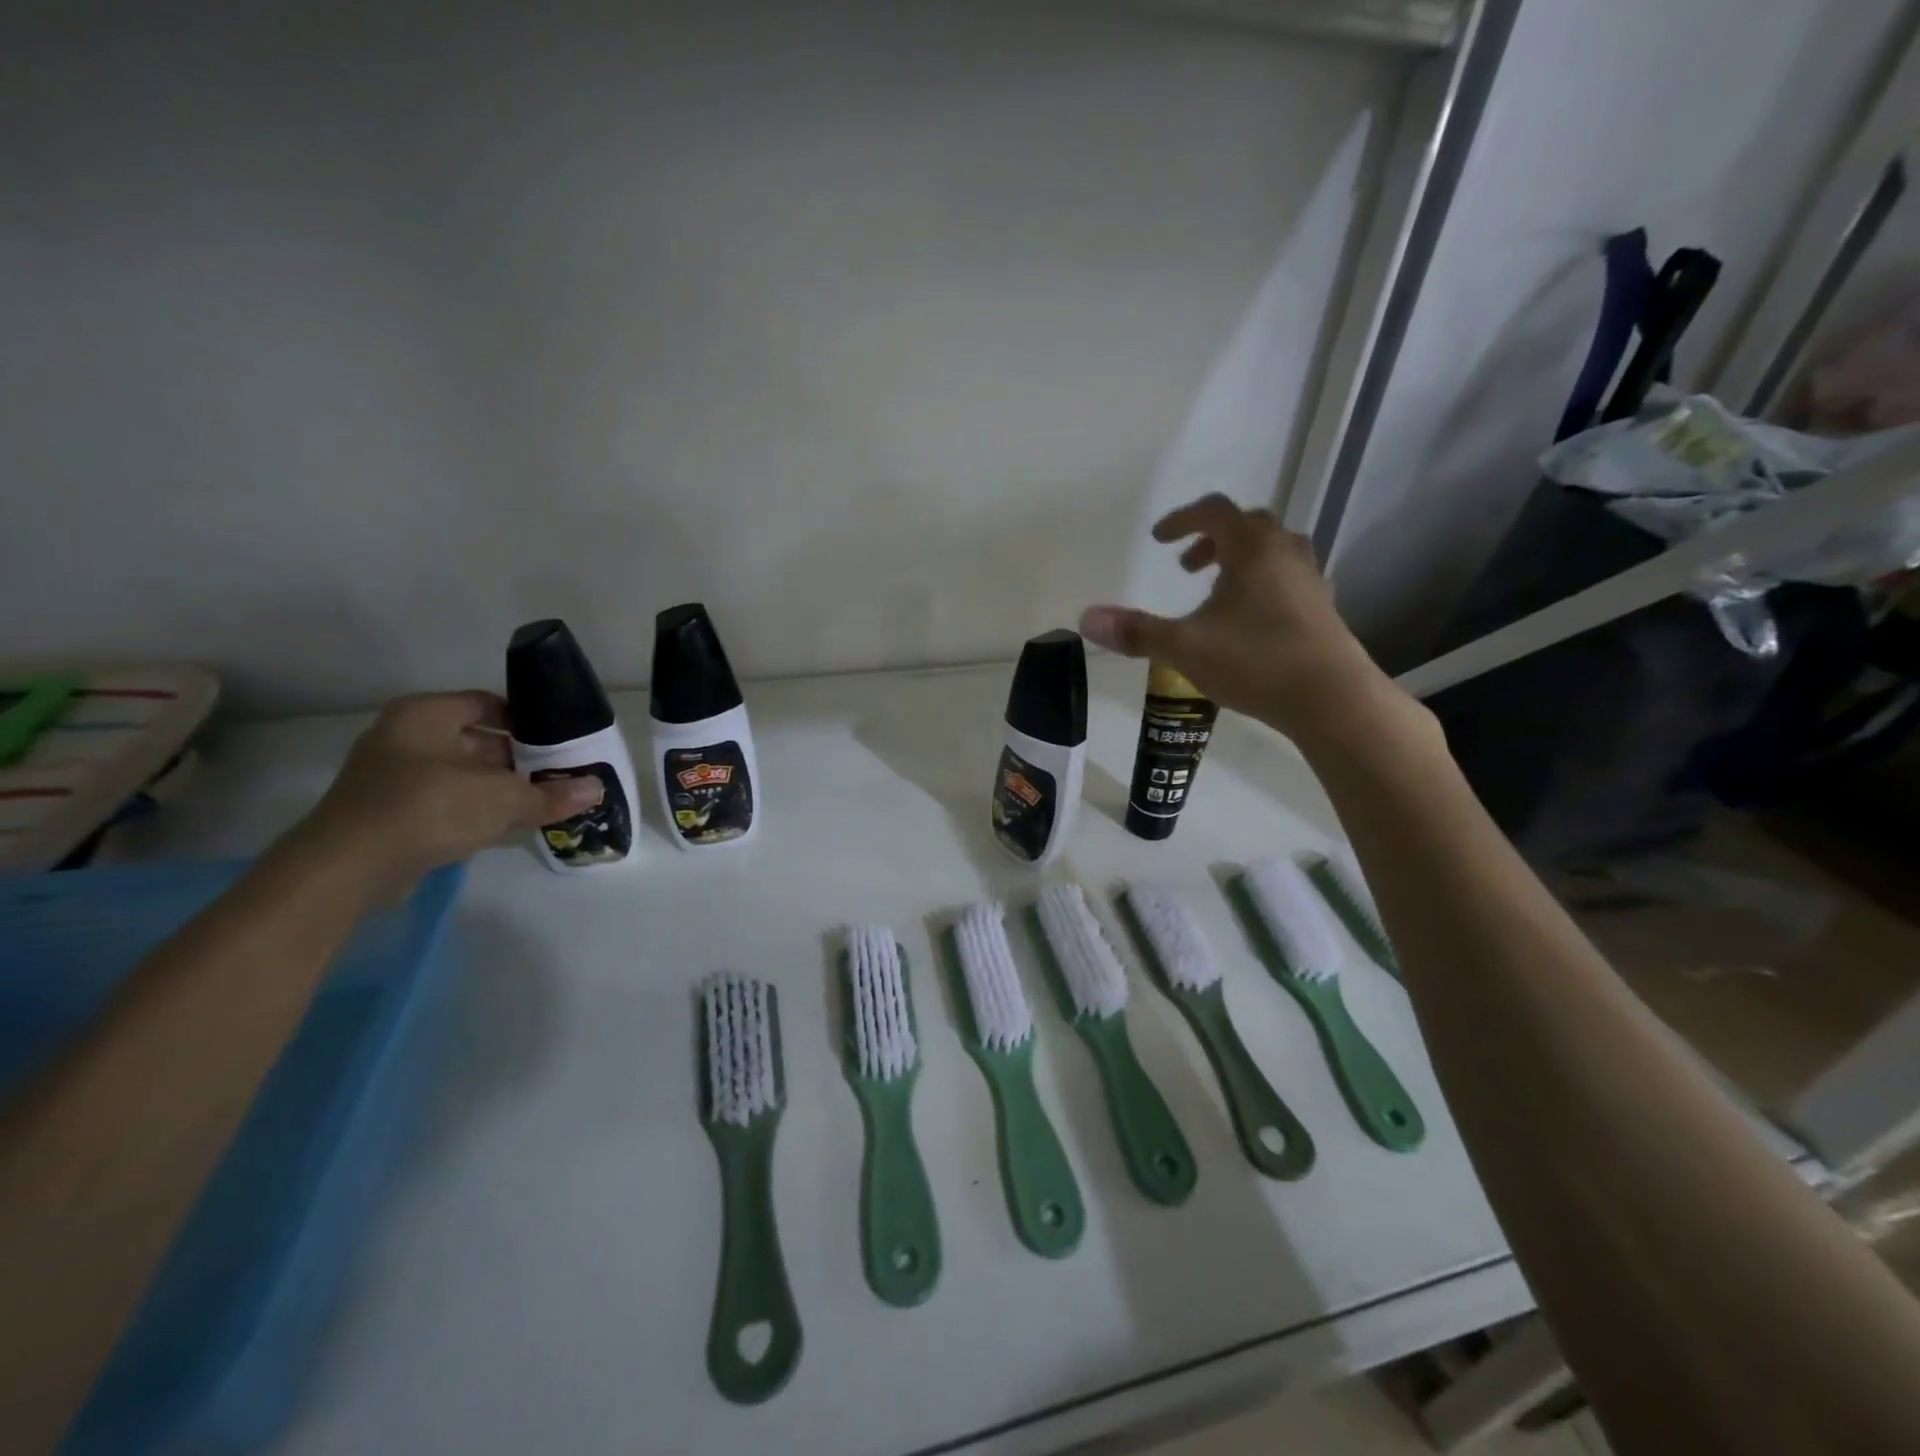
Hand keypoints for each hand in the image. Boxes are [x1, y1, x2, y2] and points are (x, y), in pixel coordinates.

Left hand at [297, 692, 602, 880]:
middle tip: (558, 772)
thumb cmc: (429, 808)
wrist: (347, 867)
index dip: (526, 719)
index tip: (559, 740)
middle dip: (517, 758)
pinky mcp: (388, 812)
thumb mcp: (503, 798)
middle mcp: (404, 736)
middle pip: (475, 740)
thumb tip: (596, 789)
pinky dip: (473, 809)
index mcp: (425, 715)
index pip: (487, 704)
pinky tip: (505, 825)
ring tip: (541, 800)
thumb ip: (551, 793)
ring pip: (461, 773)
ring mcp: (391, 776)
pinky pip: (443, 800)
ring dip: (497, 787)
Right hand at [1079, 495, 1405, 742]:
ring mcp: (1310, 580)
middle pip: (1247, 526)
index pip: (1214, 511)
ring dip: (1239, 562)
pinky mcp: (1323, 610)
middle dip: (1211, 541)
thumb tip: (1085, 618)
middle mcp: (1285, 553)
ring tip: (1216, 594)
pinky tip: (1249, 623)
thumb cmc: (1255, 661)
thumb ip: (1136, 631)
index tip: (1158, 540)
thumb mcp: (1185, 647)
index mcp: (1252, 548)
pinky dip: (1262, 586)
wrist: (1331, 698)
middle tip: (1186, 567)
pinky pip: (1288, 580)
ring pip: (1272, 553)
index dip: (1182, 520)